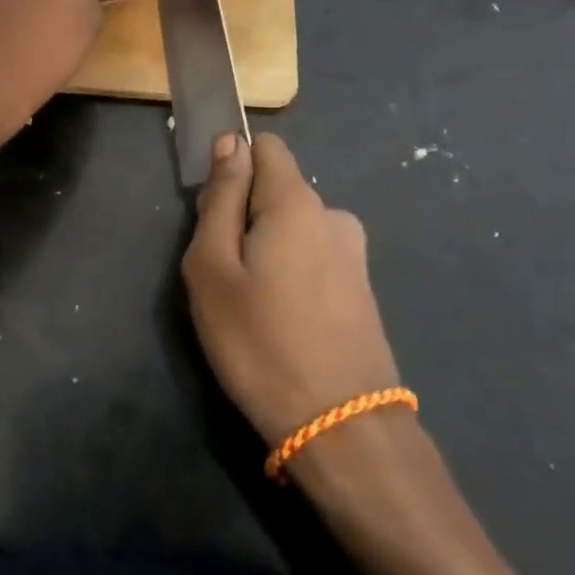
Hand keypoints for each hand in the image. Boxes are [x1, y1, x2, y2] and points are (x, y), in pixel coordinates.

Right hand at [182, 133, 401, 448]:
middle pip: (276, 188)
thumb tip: (231, 143)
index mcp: (296, 202)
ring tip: (250, 301)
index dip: (232, 165)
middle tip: (223, 271)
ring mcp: (353, 254)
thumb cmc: (260, 342)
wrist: (343, 431)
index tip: (212, 211)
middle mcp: (332, 215)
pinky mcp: (362, 290)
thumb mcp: (213, 267)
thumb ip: (220, 199)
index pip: (265, 146)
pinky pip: (313, 256)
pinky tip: (282, 319)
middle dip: (244, 212)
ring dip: (267, 246)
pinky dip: (291, 271)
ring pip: (293, 226)